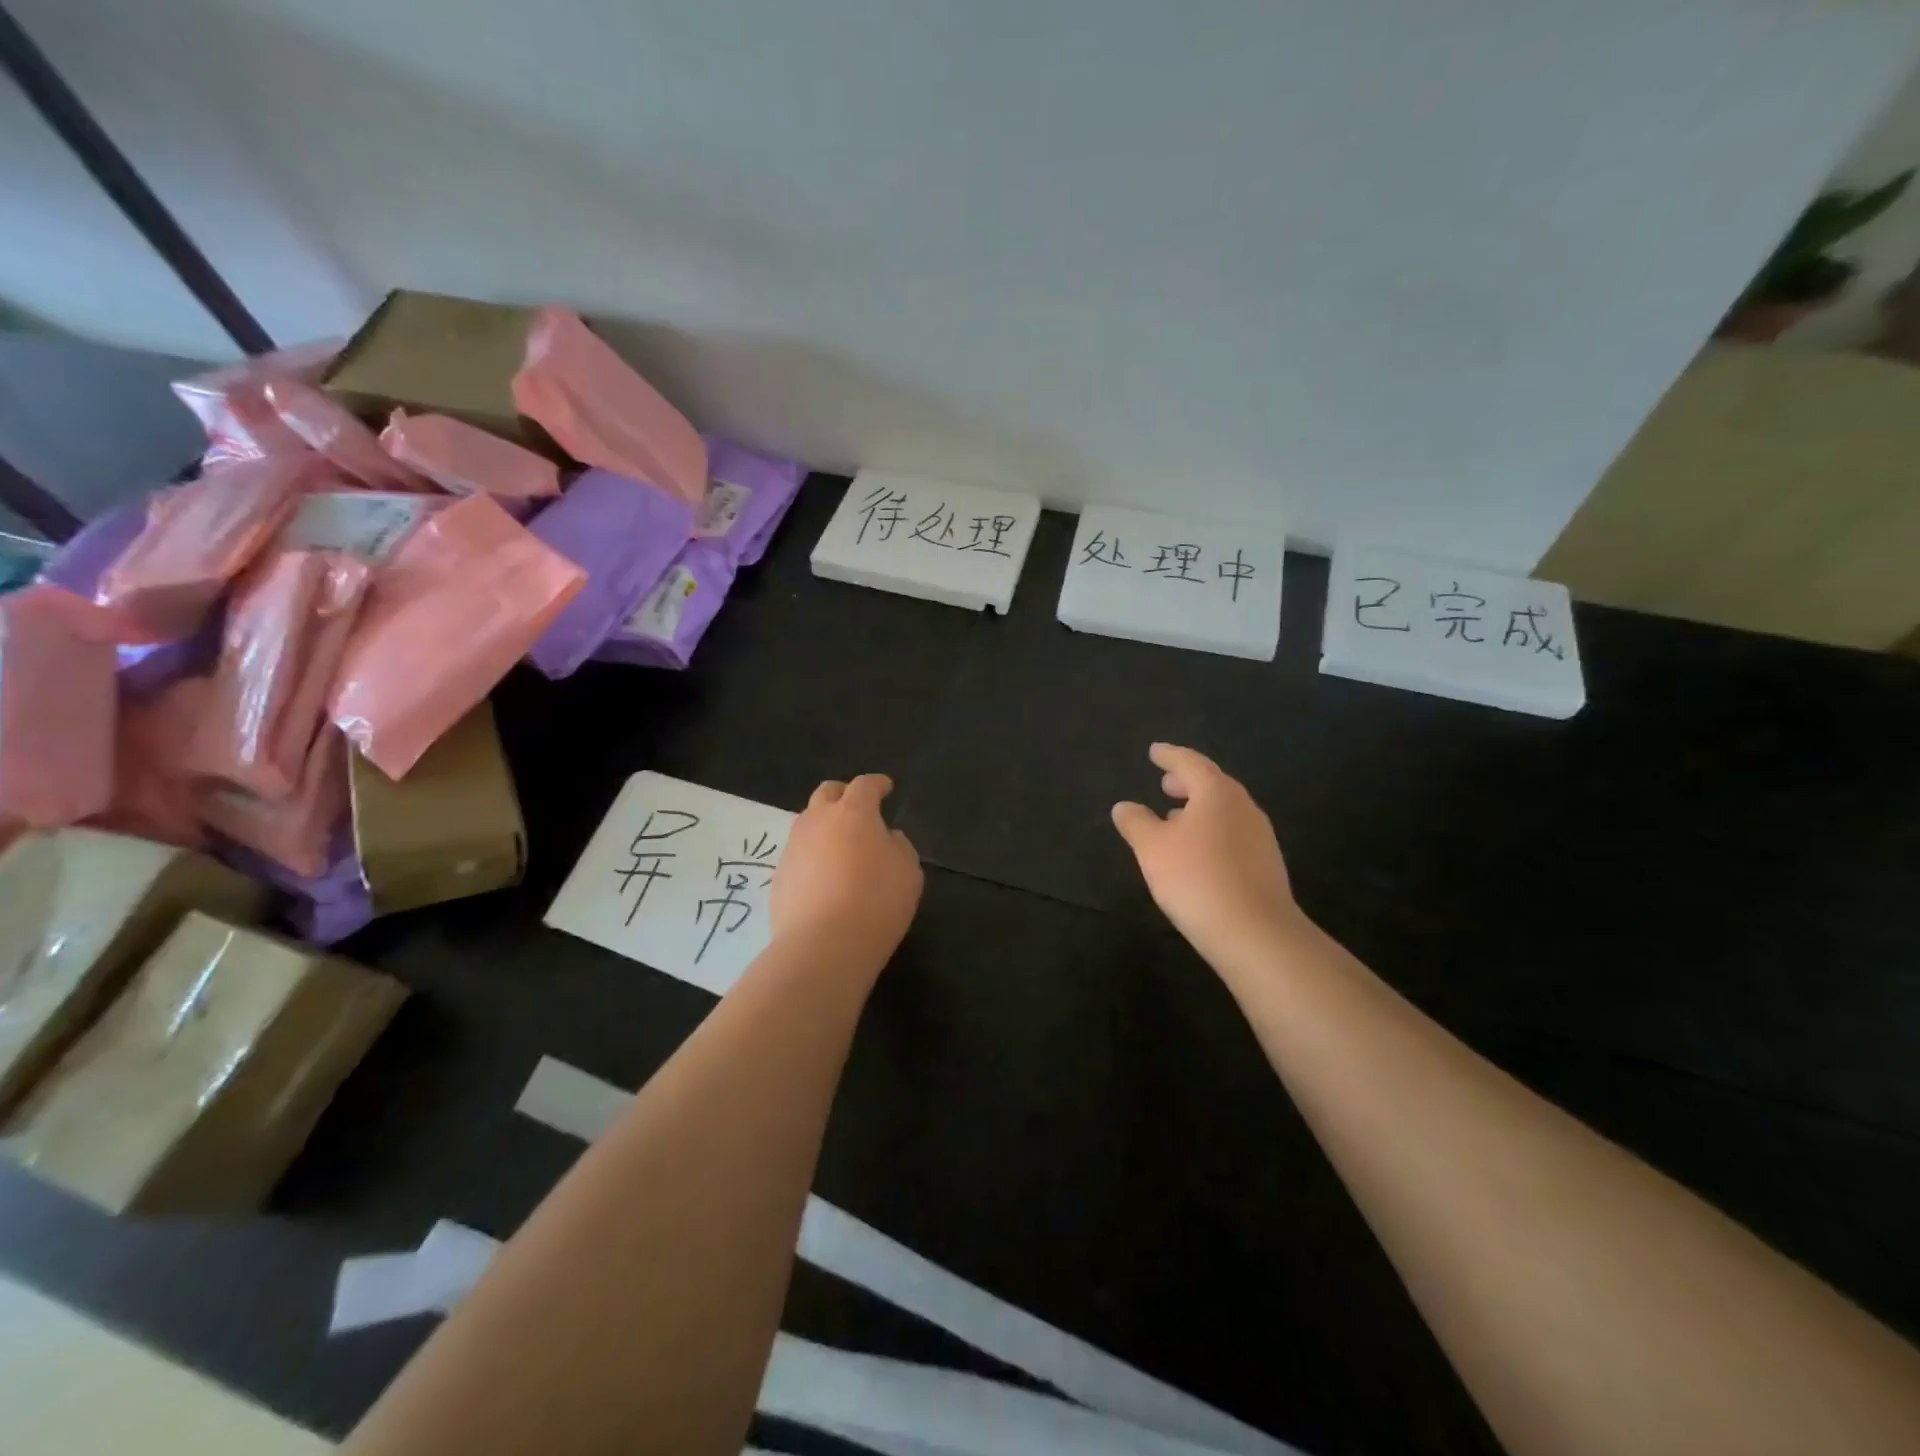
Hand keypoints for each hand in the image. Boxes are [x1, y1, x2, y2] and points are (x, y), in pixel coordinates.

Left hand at [772, 774, 923, 972]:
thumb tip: (885, 838)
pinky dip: (812, 858)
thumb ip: (898, 846)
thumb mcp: (908, 871)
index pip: (865, 785)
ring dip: (824, 826)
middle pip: (827, 793)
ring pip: (808, 823)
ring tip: (840, 847)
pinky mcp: (778, 877)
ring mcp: (793, 848)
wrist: (823, 945)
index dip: (877, 784)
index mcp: (853, 812)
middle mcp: (818, 821)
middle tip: (857, 809)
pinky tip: (824, 879)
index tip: (886, 788)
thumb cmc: (876, 901)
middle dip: (843, 795)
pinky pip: (798, 855)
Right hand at [1112, 744, 1307, 969]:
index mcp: (1216, 793)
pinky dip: (1212, 832)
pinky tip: (1197, 852)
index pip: (1190, 762)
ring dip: (1200, 809)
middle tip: (1165, 784)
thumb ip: (1136, 822)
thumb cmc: (1196, 878)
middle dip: (1187, 782)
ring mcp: (1260, 837)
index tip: (1155, 751)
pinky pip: (1233, 835)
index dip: (1170, 756)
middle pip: (1213, 785)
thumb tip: (1125, 806)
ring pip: (1225, 811)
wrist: (1255, 932)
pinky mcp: (1266, 865)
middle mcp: (1243, 807)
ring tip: (1175, 819)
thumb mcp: (1152, 848)